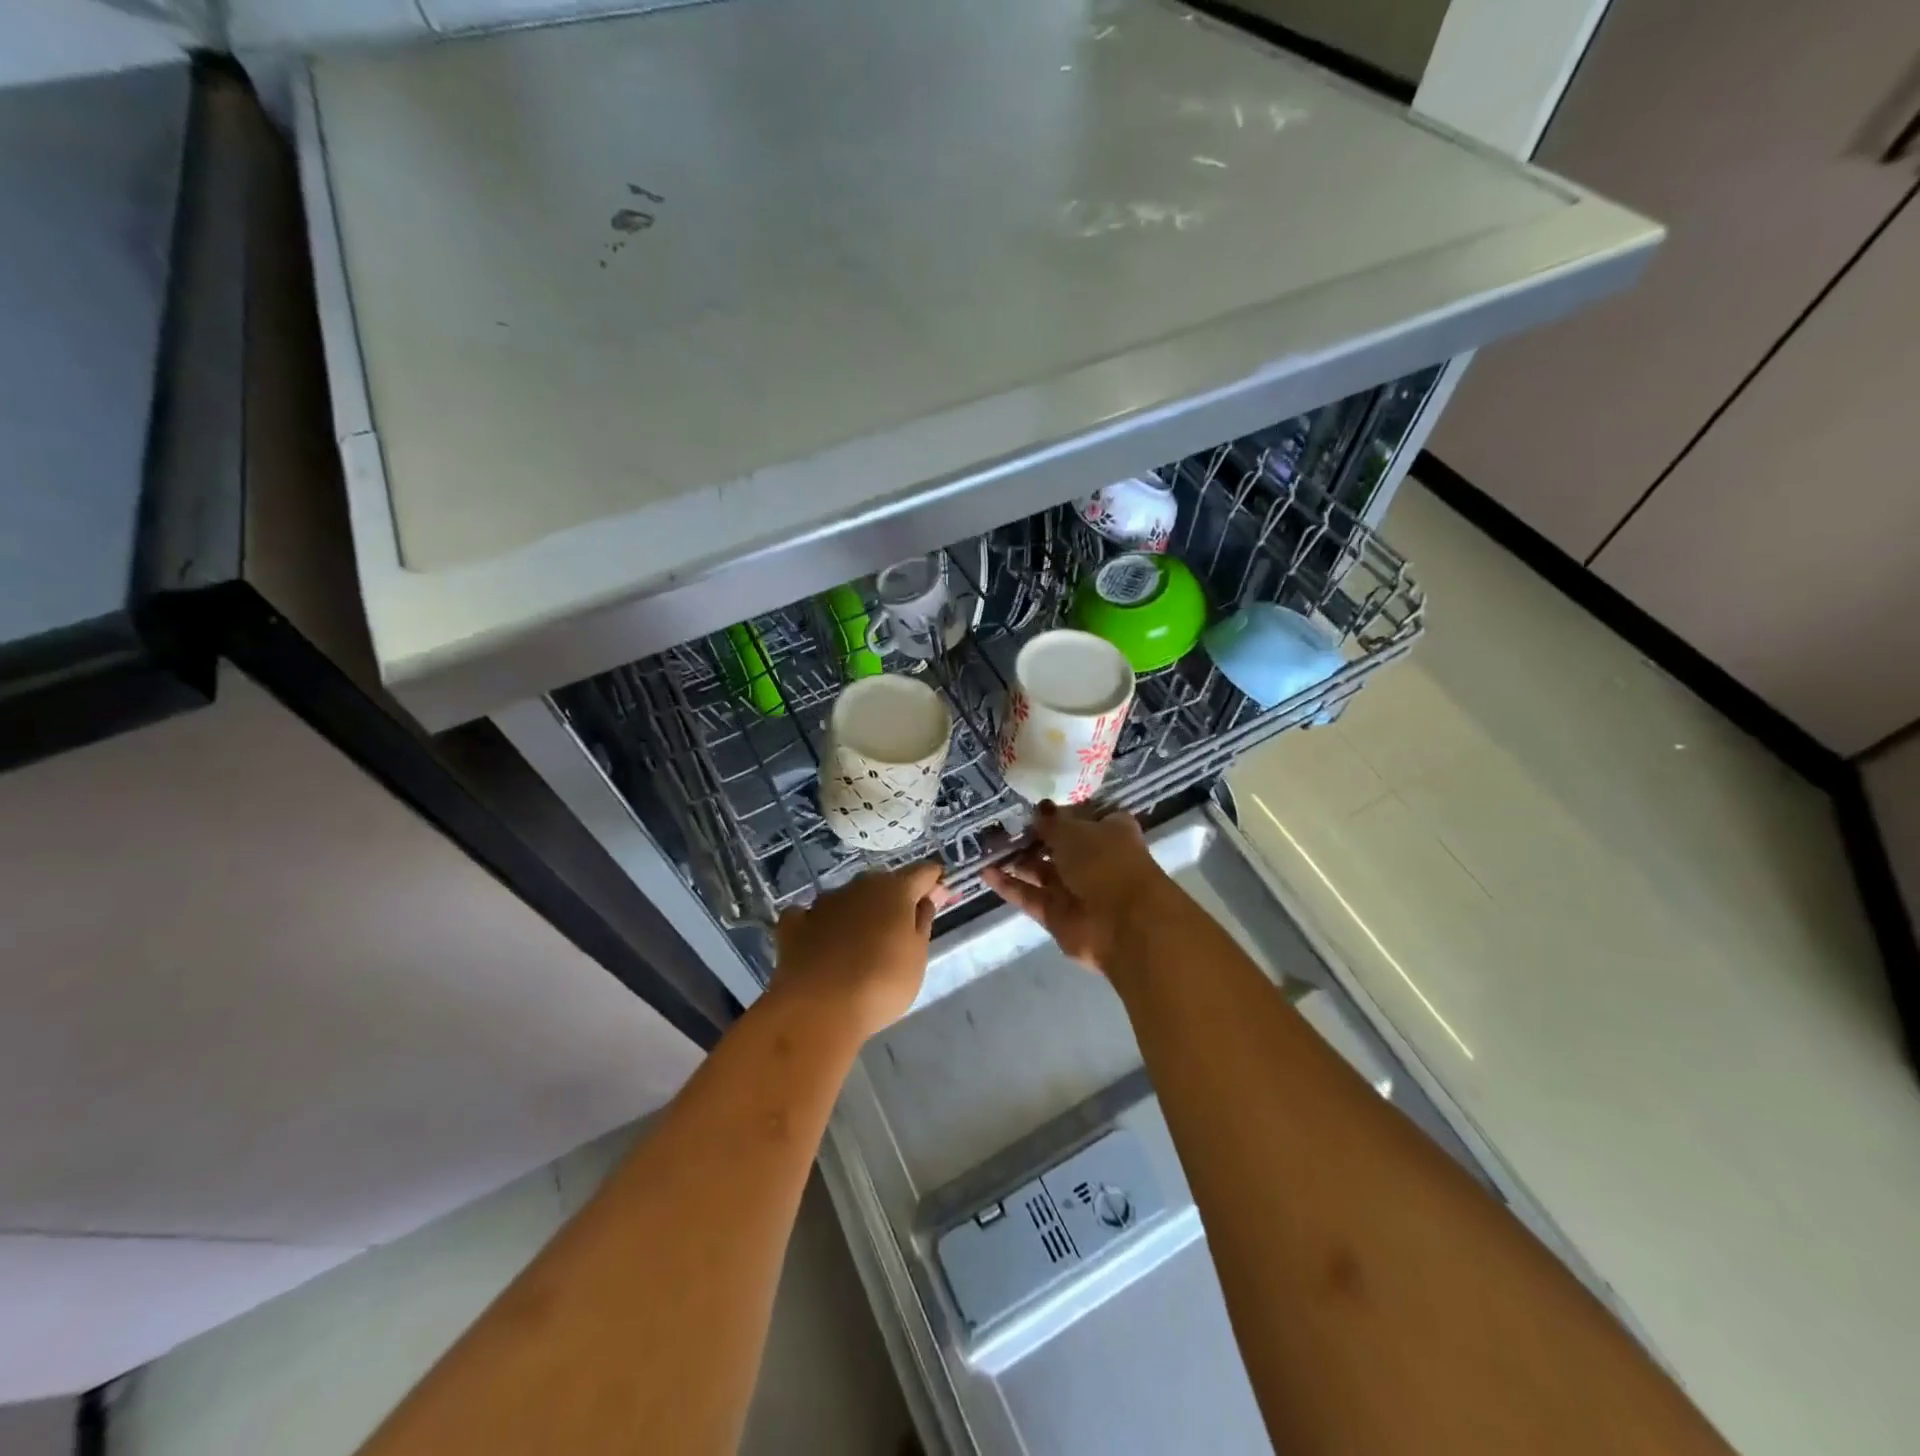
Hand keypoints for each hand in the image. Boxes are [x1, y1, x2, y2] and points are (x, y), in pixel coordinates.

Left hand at [772, 862, 943, 1037]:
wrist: (818, 1010)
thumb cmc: (881, 983)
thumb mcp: (917, 957)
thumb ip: (923, 922)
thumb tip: (927, 899)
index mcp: (894, 890)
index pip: (922, 872)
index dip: (933, 882)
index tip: (940, 897)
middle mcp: (858, 886)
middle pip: (883, 884)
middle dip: (894, 899)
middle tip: (901, 929)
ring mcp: (822, 903)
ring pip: (848, 899)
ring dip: (857, 912)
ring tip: (860, 945)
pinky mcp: (794, 925)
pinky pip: (811, 917)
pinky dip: (818, 926)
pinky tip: (819, 944)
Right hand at [982, 802, 1174, 973]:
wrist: (1123, 924)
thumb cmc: (1105, 863)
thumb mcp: (1074, 831)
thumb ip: (1051, 822)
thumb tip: (1038, 810)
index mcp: (1109, 832)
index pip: (1083, 817)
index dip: (1059, 811)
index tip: (1032, 805)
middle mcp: (1093, 859)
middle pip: (1058, 845)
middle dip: (1032, 837)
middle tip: (1000, 825)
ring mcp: (1075, 889)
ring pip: (1041, 872)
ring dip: (1017, 860)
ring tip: (987, 845)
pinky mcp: (1057, 915)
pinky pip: (1029, 896)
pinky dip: (1009, 885)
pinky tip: (984, 871)